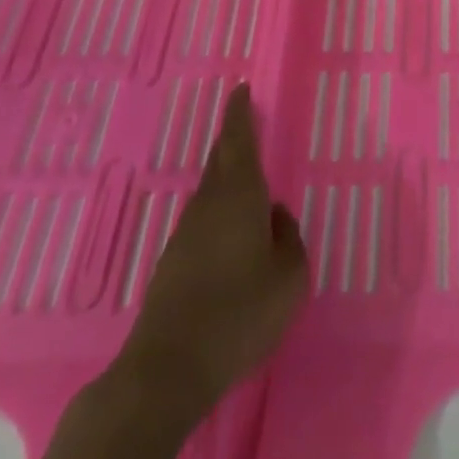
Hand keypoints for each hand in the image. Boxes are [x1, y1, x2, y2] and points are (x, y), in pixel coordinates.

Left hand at [114, 85, 308, 427]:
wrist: (168, 369)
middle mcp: (208, 206)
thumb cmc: (240, 313)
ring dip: (228, 179)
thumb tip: (275, 216)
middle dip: (233, 141)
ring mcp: (185, 236)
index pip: (239, 141)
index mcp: (239, 197)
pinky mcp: (173, 265)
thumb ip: (288, 239)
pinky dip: (220, 212)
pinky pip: (204, 221)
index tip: (240, 90)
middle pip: (221, 162)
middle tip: (245, 125)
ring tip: (249, 182)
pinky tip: (233, 236)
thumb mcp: (289, 276)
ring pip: (211, 193)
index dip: (240, 114)